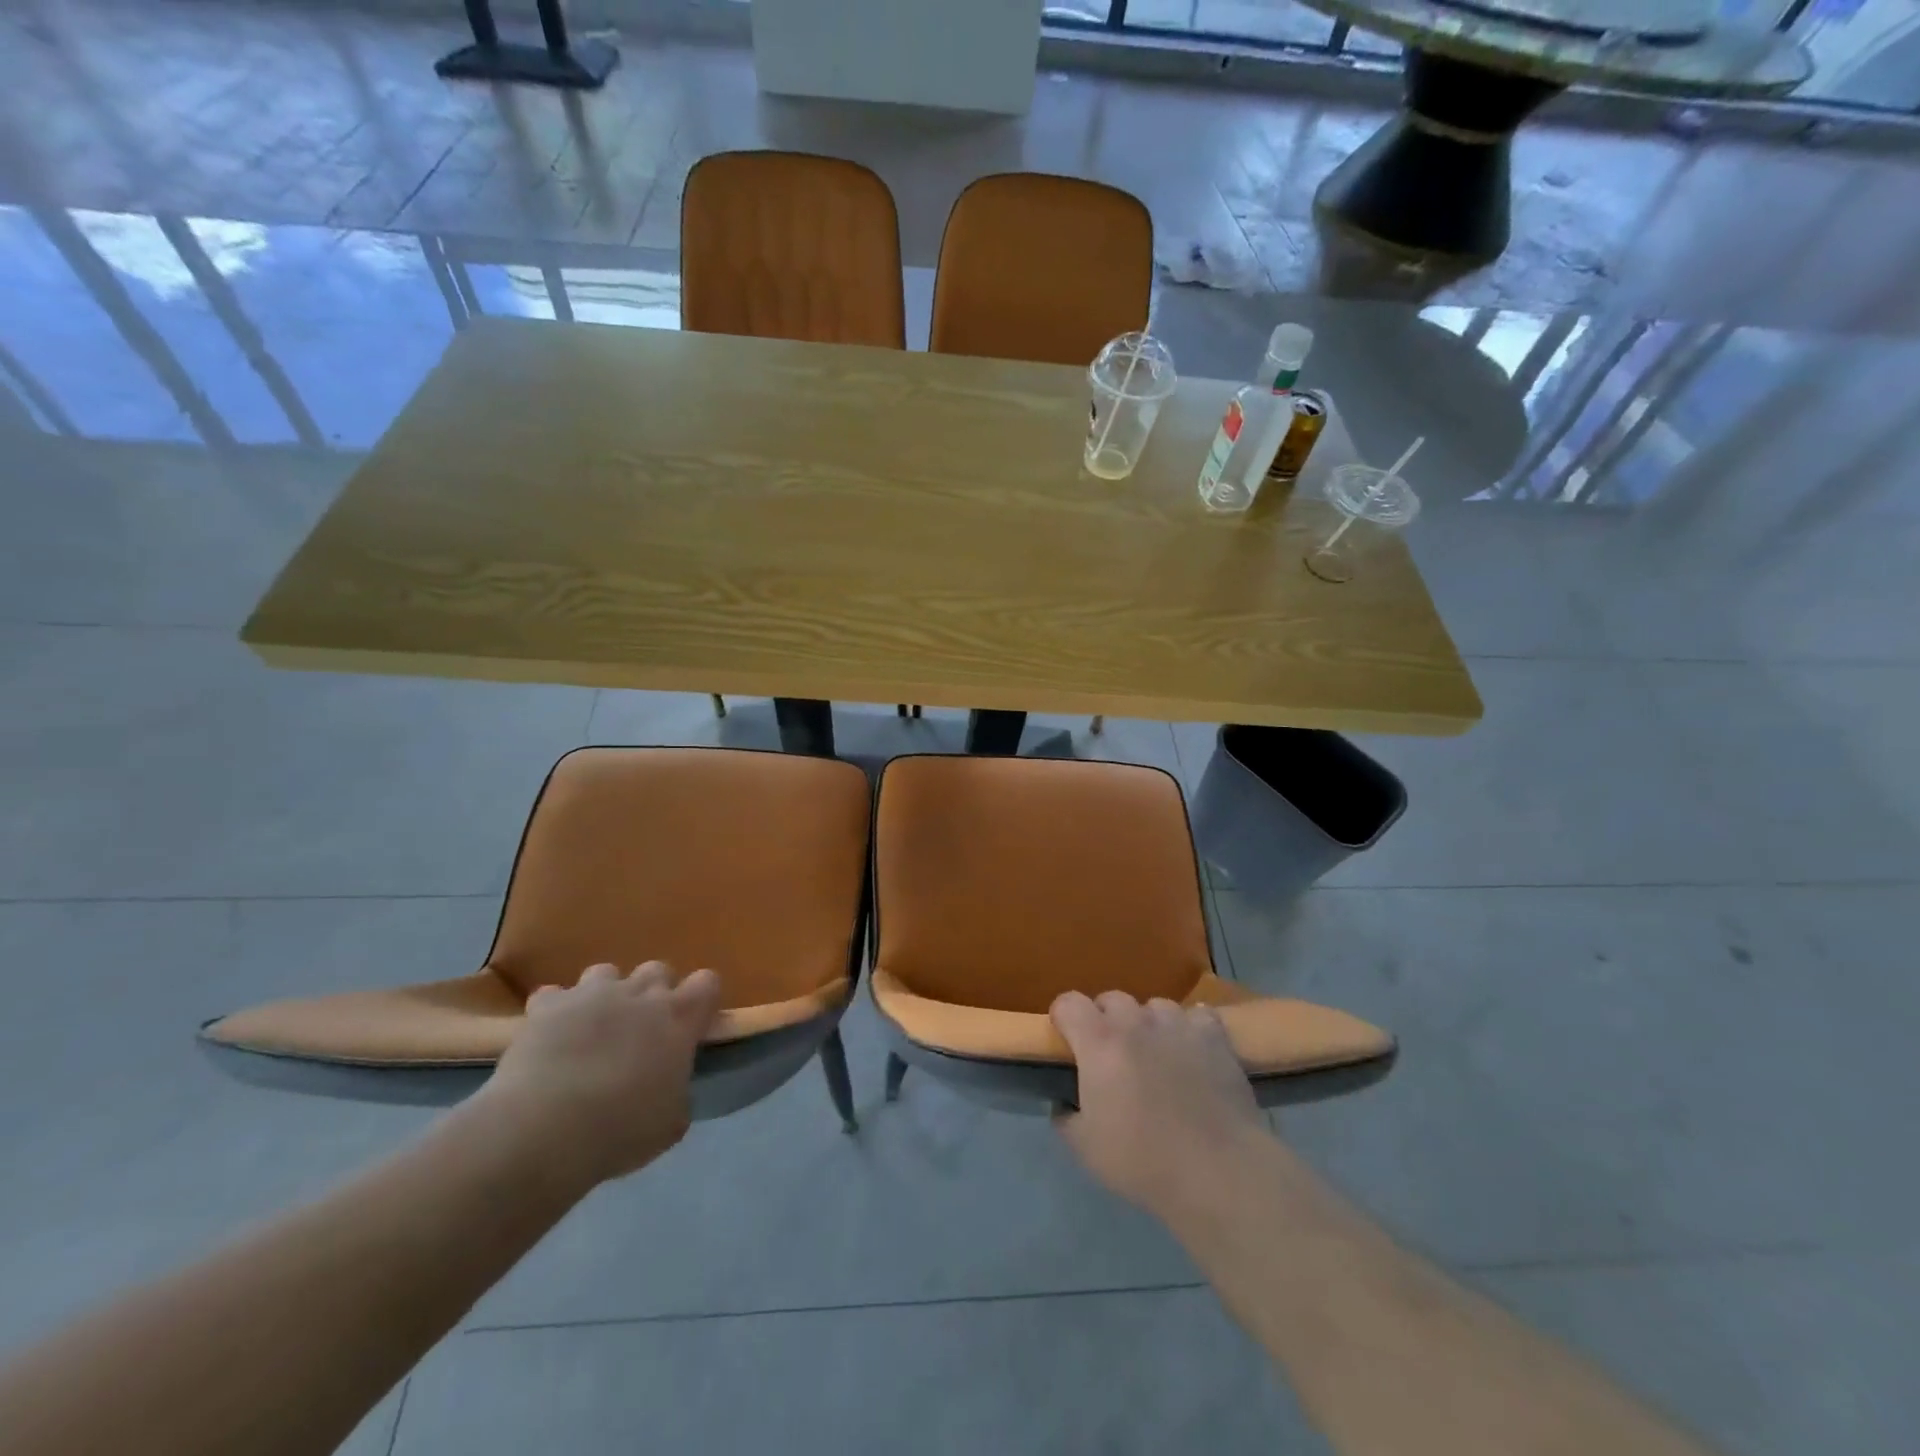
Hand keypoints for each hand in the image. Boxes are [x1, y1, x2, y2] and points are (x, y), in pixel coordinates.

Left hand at [478, 962, 721, 1189]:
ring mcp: (592, 994)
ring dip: (603, 996)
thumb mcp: (669, 1124)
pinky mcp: (548, 1005)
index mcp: (680, 1018)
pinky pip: (553, 995)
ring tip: (591, 1029)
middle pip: (657, 970)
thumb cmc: (620, 1130)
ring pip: (606, 973)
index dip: (701, 1000)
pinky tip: (548, 1036)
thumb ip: (677, 1094)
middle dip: (652, 993)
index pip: (707, 983)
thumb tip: (671, 1090)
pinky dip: (554, 1012)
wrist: (545, 1129)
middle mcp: (641, 994)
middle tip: (641, 1029)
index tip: (693, 1024)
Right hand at [1051, 990, 1270, 1230]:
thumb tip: (1064, 1103)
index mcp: (1099, 1042)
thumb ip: (1066, 1117)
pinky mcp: (1214, 1036)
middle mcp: (1135, 1022)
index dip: (1063, 1017)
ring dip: (1148, 1024)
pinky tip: (1193, 1049)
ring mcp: (1178, 1024)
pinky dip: (1190, 1028)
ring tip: (1155, 1053)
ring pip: (1154, 1006)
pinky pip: (1197, 1016)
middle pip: (1112, 999)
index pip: (1069, 1003)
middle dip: (1105, 1020)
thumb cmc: (1143, 1160)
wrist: (1217, 1171)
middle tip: (1111, 1055)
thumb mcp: (1085, 1148)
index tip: (1066, 1040)